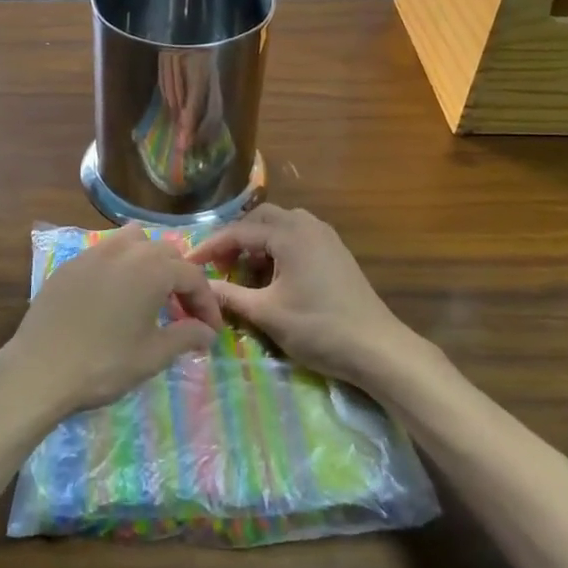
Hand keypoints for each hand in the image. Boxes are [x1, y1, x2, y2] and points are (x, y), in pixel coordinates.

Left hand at [0, 227, 223, 422]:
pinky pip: (104, 253)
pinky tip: (114, 295)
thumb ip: (185, 337)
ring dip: (149, 261)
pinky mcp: (69, 264)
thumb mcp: (152, 355)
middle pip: (165, 252)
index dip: (206, 303)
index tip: (211, 330)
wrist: (40, 369)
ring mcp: (93, 253)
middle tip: (183, 312)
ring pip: (132, 241)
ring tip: (150, 292)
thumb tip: (207, 332)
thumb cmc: (104, 363)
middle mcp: (124, 250)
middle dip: (180, 279)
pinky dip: (119, 266)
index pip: (192, 276)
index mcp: (152, 268)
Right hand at [187, 205, 417, 386]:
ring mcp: (326, 237)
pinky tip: (272, 276)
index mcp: (290, 234)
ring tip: (243, 269)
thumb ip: (230, 296)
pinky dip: (278, 248)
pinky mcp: (336, 252)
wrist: (378, 348)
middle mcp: (308, 225)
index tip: (189, 263)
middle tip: (219, 264)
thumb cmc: (319, 327)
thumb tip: (199, 287)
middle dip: (236, 239)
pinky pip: (298, 237)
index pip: (239, 231)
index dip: (211, 246)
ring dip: (258, 242)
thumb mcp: (267, 313)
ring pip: (281, 226)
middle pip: (260, 219)